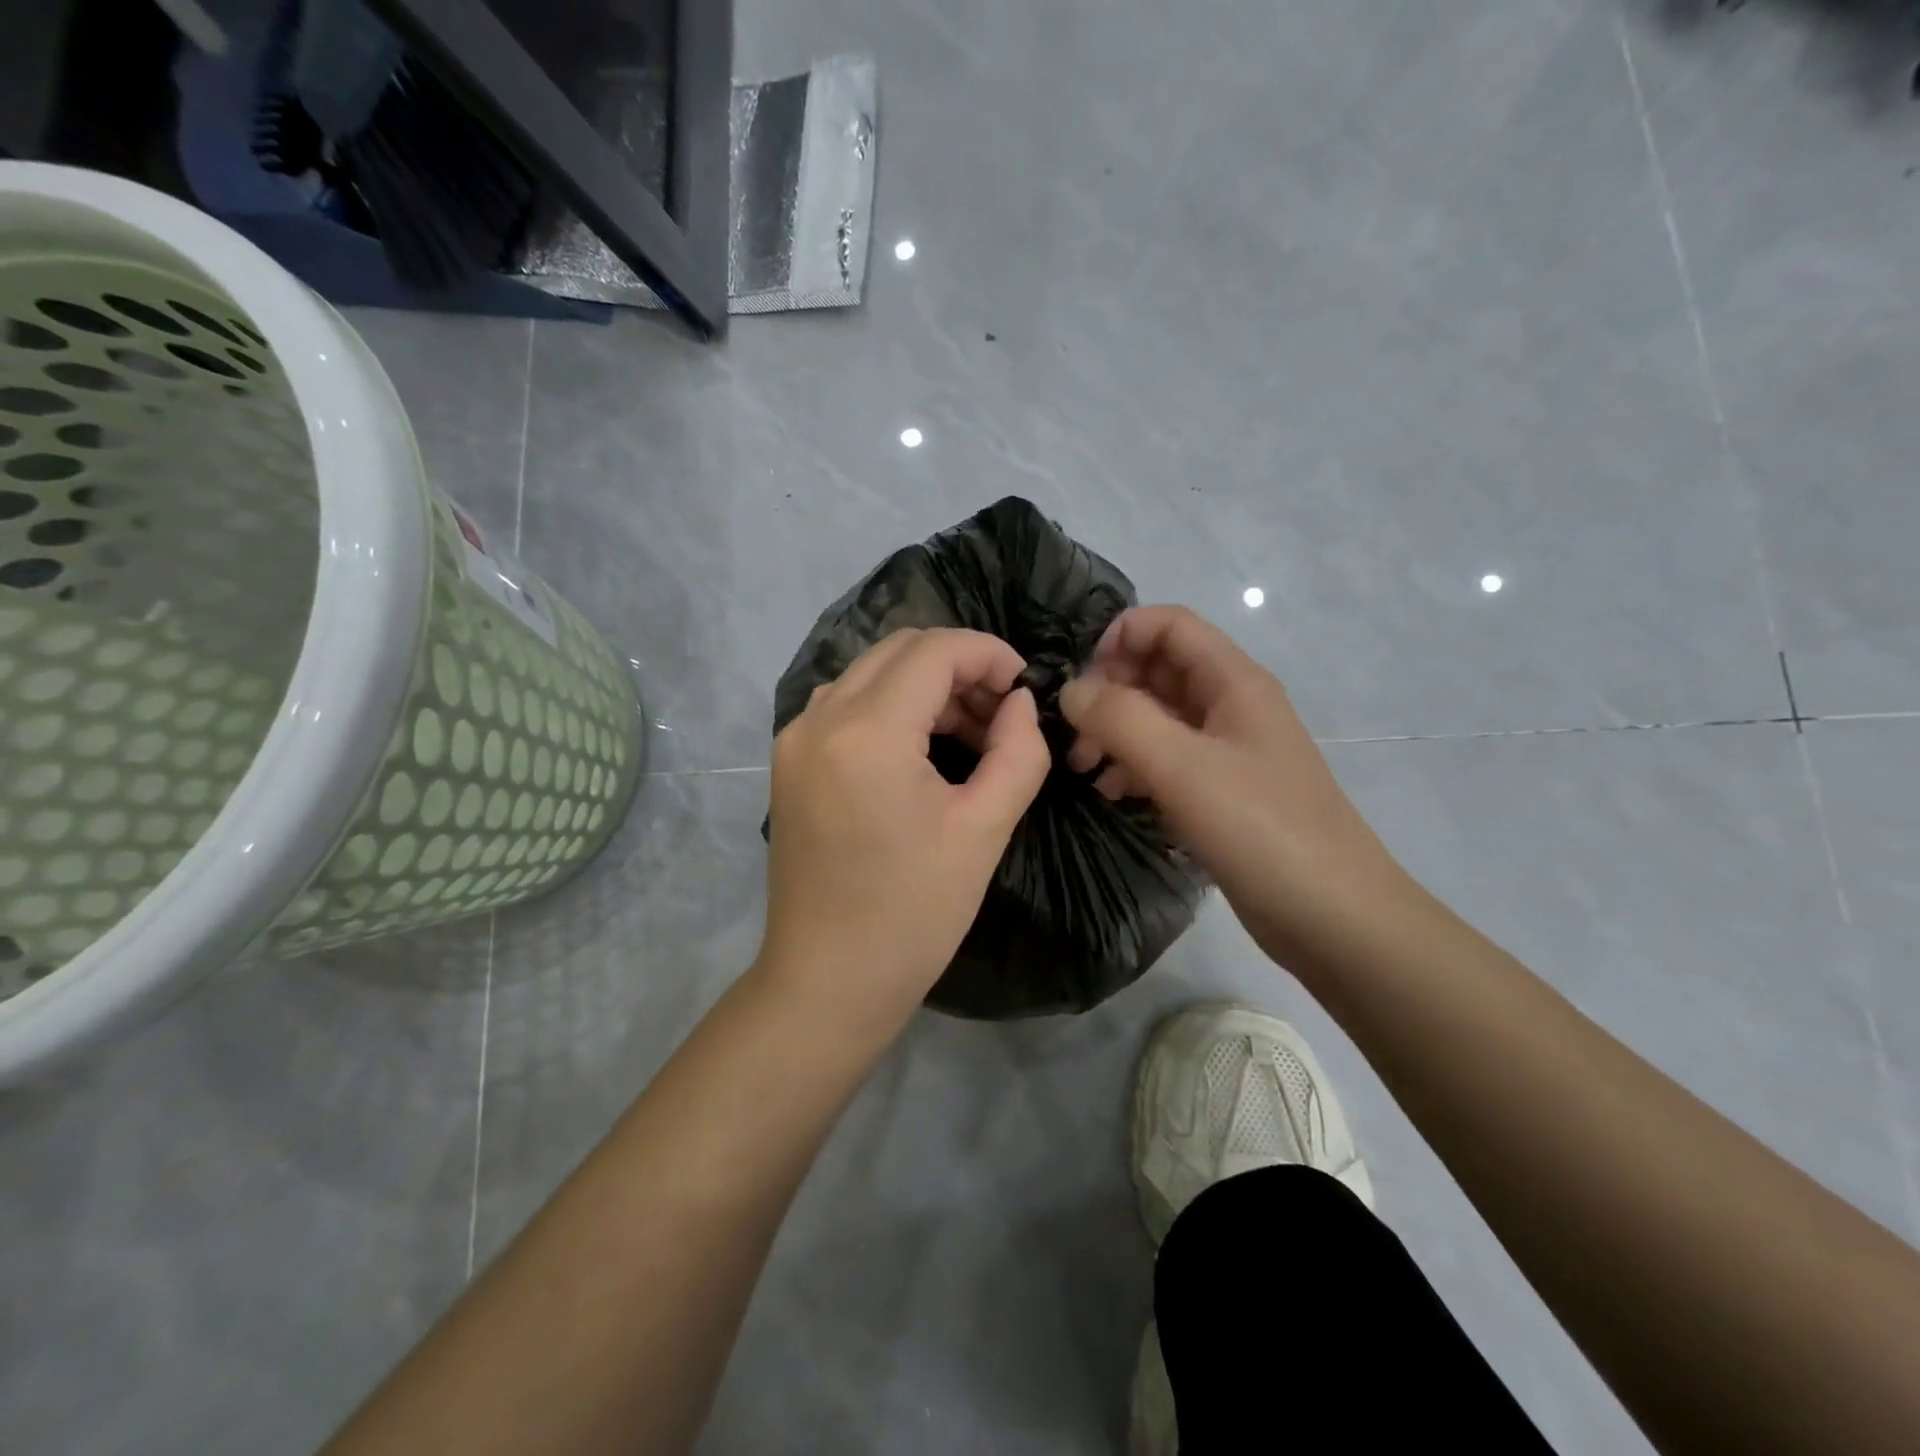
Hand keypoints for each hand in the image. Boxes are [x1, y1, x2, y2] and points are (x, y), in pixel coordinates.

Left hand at [759, 627, 1052, 1036]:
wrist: (827, 981)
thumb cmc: (913, 914)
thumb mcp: (984, 830)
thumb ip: (1018, 752)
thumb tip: (1019, 703)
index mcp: (865, 731)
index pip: (934, 650)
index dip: (988, 654)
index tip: (1025, 684)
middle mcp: (818, 718)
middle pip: (899, 650)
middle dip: (959, 666)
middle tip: (1002, 712)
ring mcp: (795, 739)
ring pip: (871, 673)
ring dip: (926, 685)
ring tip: (971, 733)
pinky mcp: (790, 762)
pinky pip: (847, 705)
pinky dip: (892, 707)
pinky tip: (923, 748)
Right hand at [1059, 606, 1410, 965]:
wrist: (1333, 917)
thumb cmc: (1261, 829)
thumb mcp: (1182, 767)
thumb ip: (1120, 719)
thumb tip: (1070, 690)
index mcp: (1233, 682)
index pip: (1170, 625)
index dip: (1120, 636)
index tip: (1079, 680)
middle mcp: (1231, 706)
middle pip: (1160, 669)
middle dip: (1110, 690)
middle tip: (1074, 732)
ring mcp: (1228, 751)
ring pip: (1159, 716)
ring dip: (1116, 731)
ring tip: (1084, 768)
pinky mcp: (1222, 792)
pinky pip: (1168, 759)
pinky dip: (1134, 766)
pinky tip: (1112, 793)